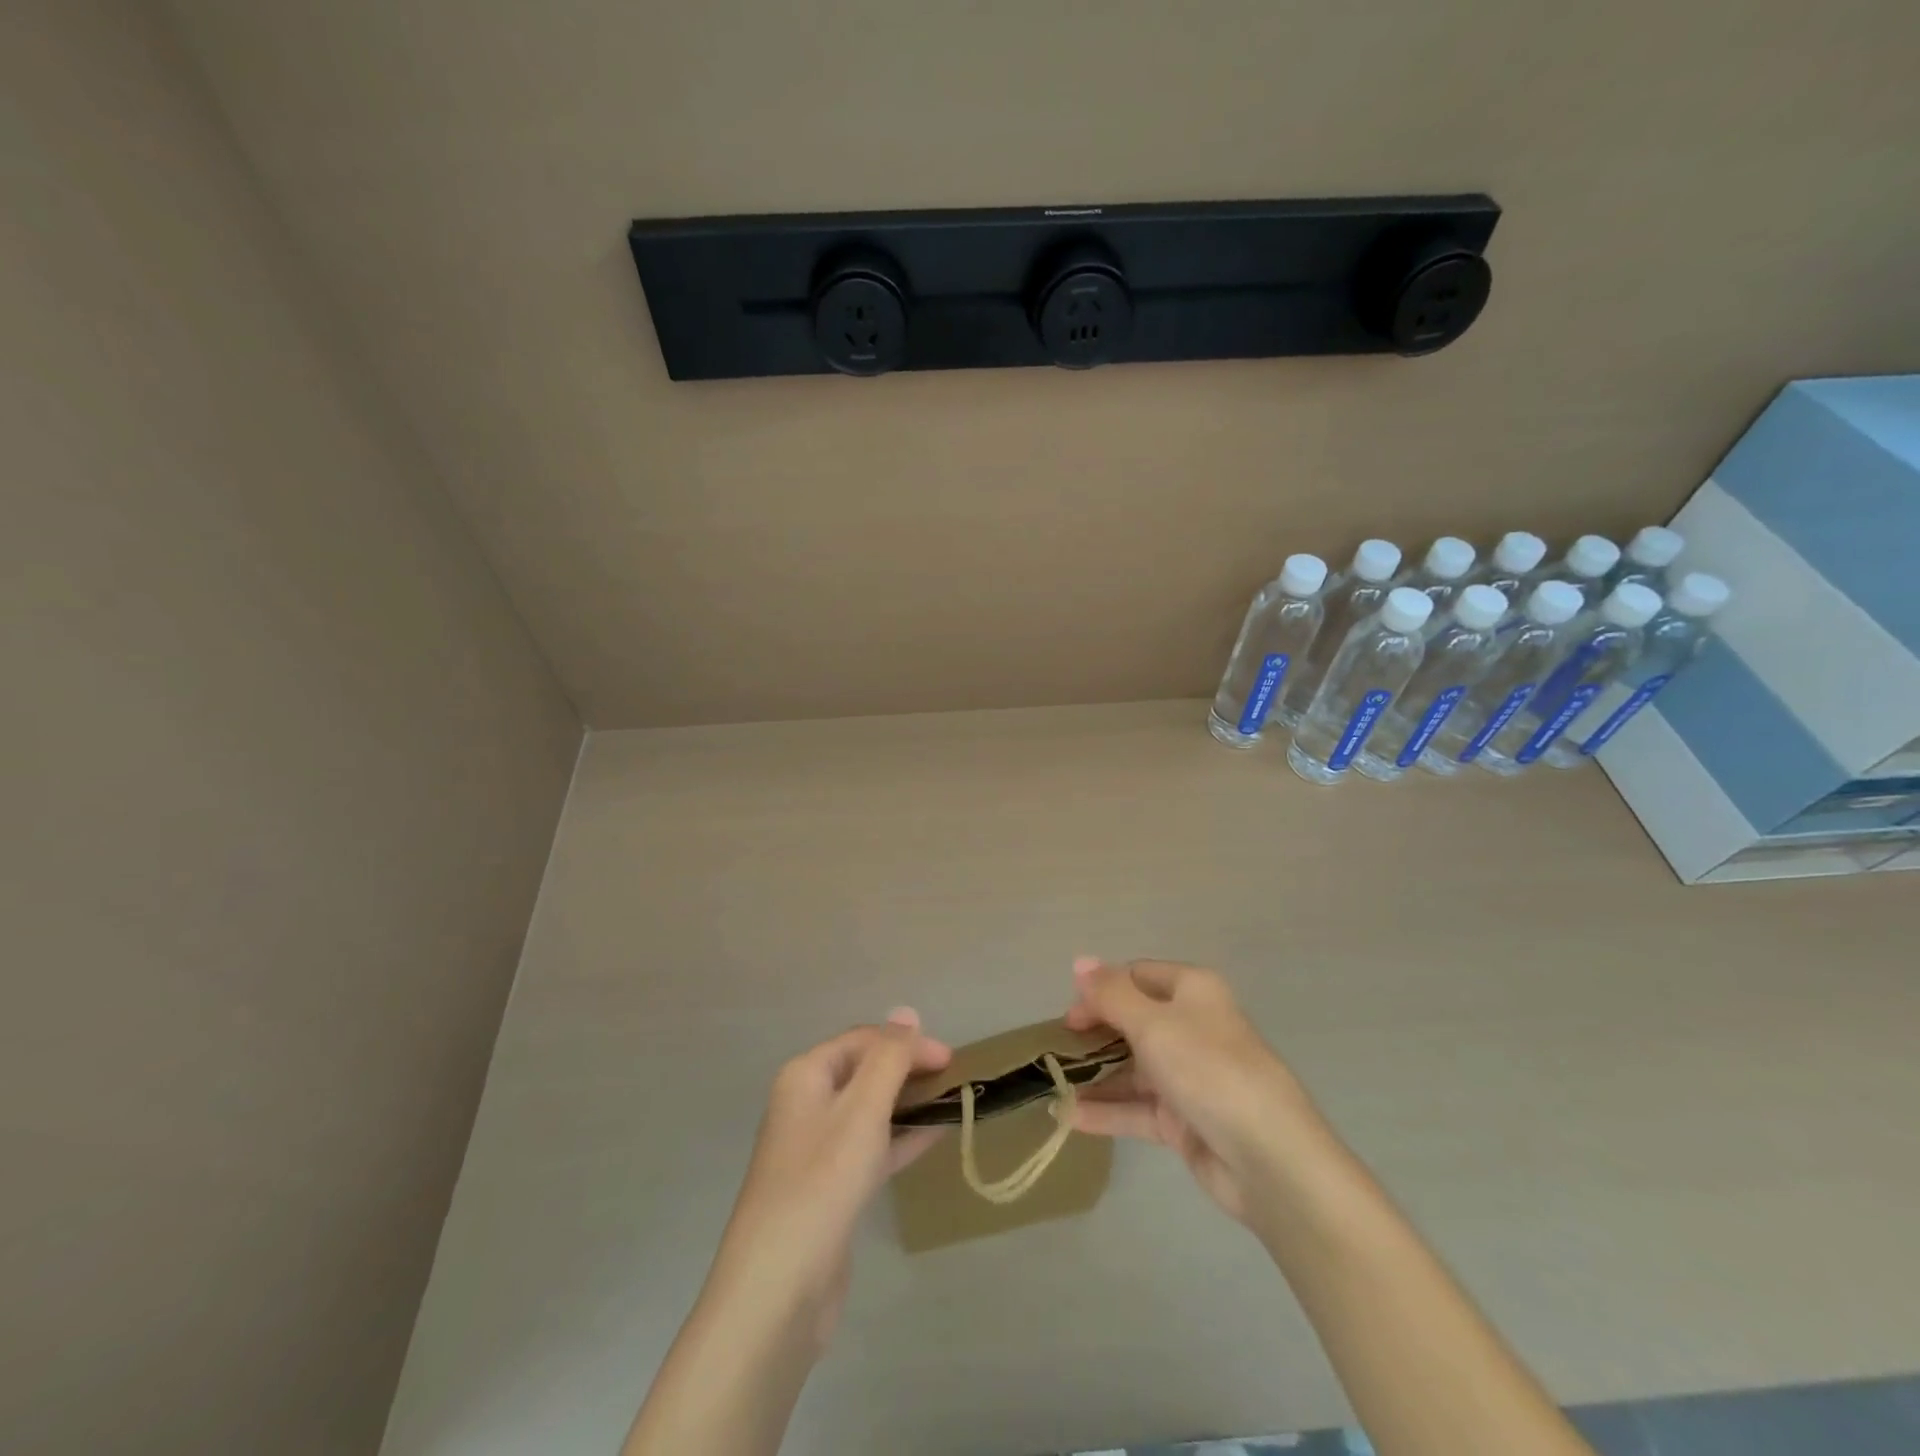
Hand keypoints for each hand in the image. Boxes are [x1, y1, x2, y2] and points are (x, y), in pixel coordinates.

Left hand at [707, 1008, 949, 1345]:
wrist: (777, 1290)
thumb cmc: (821, 1183)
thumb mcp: (862, 1110)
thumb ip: (889, 1058)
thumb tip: (906, 1011)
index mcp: (806, 1075)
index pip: (864, 1041)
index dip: (908, 1044)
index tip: (951, 1061)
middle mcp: (806, 1103)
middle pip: (865, 1071)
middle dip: (908, 1070)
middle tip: (953, 1080)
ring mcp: (816, 1148)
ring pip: (869, 1110)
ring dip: (907, 1103)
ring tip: (950, 1103)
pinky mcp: (829, 1188)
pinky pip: (870, 1147)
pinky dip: (900, 1139)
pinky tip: (932, 1137)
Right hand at [1064, 957, 1323, 1225]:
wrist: (1269, 1159)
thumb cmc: (1208, 1069)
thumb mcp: (1152, 1023)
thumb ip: (1111, 994)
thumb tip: (1080, 962)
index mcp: (1192, 991)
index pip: (1137, 977)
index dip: (1101, 990)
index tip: (1070, 1015)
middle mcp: (1191, 1027)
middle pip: (1133, 1021)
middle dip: (1095, 1033)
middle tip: (1058, 1049)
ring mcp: (1188, 1076)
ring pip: (1132, 1068)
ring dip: (1095, 1075)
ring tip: (1053, 1085)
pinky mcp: (1184, 1120)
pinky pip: (1137, 1108)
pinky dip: (1107, 1110)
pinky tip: (1069, 1117)